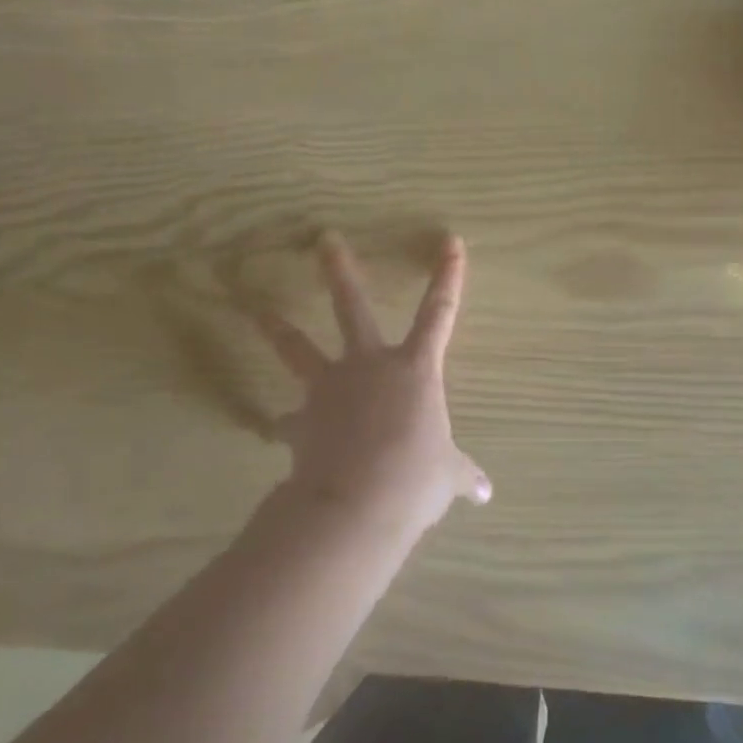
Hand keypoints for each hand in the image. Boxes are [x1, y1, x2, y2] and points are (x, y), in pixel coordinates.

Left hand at [250, 232, 490, 537]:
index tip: (451, 241)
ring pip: (298, 349)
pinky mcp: (301, 420)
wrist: (357, 505)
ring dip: (277, 328)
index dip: (449, 276)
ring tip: (257, 310)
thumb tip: (485, 493)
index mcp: (414, 370)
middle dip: (339, 270)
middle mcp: (369, 366)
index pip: (440, 313)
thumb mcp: (446, 478)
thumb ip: (462, 476)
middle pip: (351, 307)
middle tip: (324, 237)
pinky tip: (278, 430)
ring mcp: (330, 388)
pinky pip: (289, 421)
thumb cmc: (414, 479)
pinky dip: (286, 426)